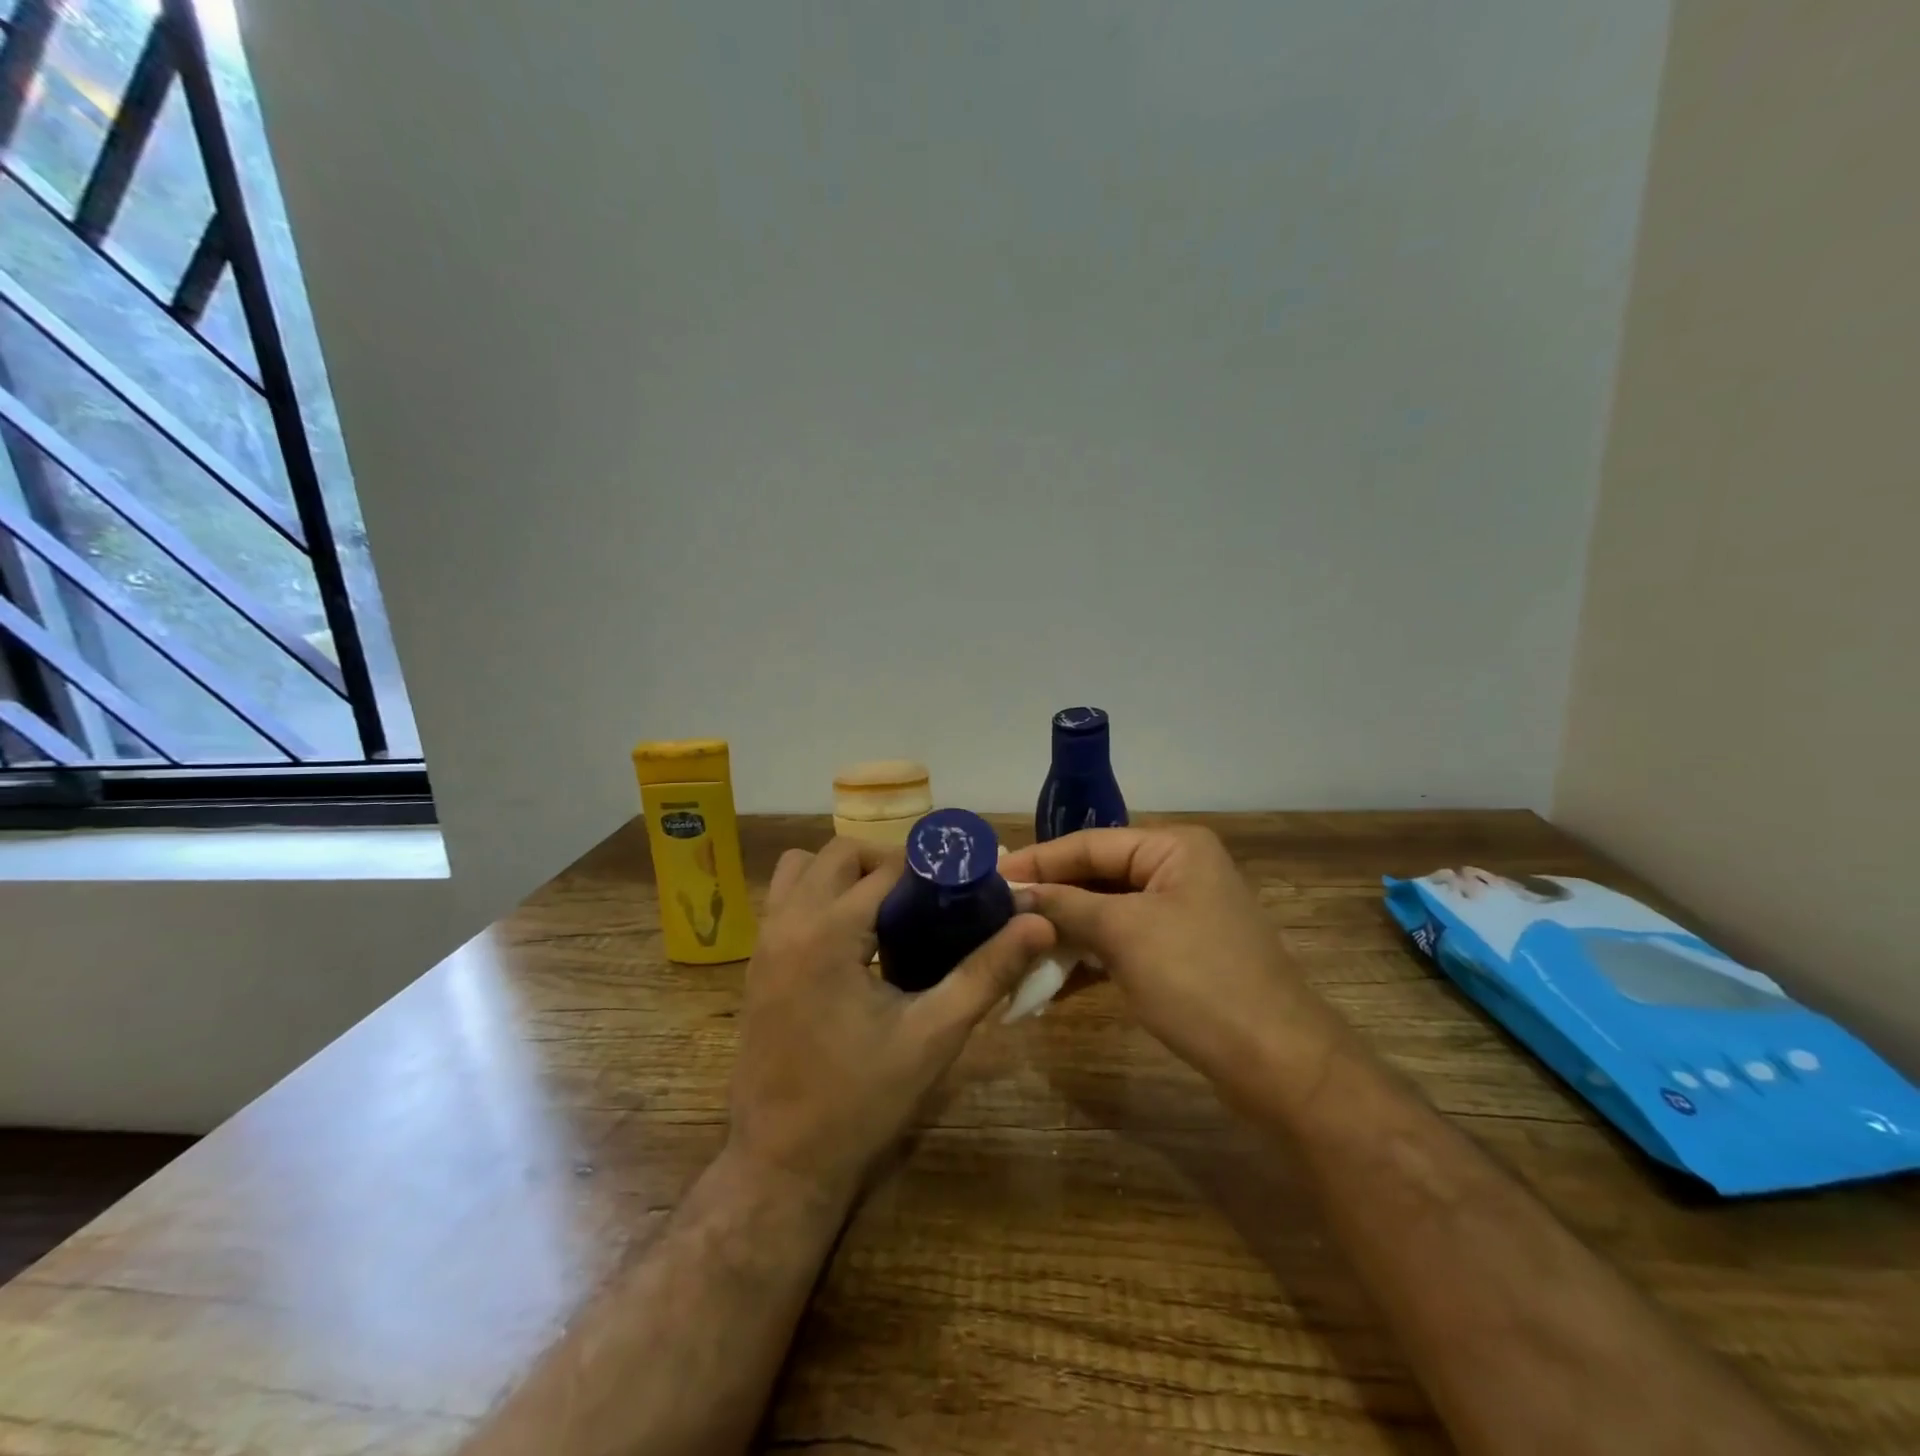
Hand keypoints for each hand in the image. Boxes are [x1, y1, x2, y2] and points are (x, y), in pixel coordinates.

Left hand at [727, 837, 1055, 1205]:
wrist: (781, 1163)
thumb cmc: (860, 1101)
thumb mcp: (933, 1036)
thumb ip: (987, 972)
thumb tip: (1038, 923)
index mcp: (828, 932)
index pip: (886, 868)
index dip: (930, 868)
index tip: (965, 883)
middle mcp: (788, 923)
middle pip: (840, 854)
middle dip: (887, 863)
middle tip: (927, 899)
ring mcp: (764, 942)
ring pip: (802, 869)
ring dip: (845, 874)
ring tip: (887, 912)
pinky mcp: (756, 963)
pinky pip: (786, 900)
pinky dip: (819, 897)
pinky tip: (854, 942)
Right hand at [998, 826, 1348, 1091]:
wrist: (1278, 1064)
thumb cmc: (1199, 981)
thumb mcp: (1124, 934)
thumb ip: (1066, 905)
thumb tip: (1015, 892)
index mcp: (1173, 847)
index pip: (1088, 843)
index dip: (1037, 861)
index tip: (989, 875)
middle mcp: (1177, 871)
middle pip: (1096, 876)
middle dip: (1048, 899)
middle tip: (994, 912)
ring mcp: (1179, 914)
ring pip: (1105, 912)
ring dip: (1062, 932)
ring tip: (1012, 945)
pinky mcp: (1178, 954)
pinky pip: (1120, 943)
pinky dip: (1087, 958)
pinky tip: (1049, 978)